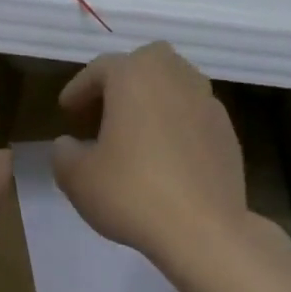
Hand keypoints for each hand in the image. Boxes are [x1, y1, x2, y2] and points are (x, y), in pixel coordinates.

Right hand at [52, 42, 247, 272]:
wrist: (202, 228)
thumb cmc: (131, 194)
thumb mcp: (77, 178)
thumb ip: (64, 154)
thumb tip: (67, 144)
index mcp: (135, 77)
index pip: (100, 69)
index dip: (79, 89)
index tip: (66, 110)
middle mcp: (175, 78)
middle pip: (146, 63)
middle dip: (123, 80)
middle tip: (104, 110)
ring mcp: (208, 104)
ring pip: (176, 85)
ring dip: (152, 100)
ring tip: (134, 132)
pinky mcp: (227, 133)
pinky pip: (193, 115)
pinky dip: (175, 124)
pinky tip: (164, 156)